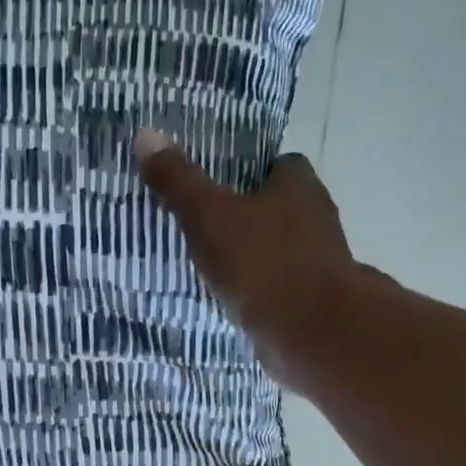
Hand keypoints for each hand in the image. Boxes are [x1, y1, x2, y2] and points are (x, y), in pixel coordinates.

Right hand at [135, 131, 382, 386]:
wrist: (311, 331)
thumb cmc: (261, 262)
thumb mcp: (208, 216)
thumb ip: (178, 181)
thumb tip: (146, 135)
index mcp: (298, 185)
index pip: (279, 166)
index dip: (250, 174)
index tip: (220, 188)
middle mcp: (317, 217)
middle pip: (281, 208)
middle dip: (250, 217)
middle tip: (208, 229)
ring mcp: (319, 262)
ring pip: (281, 250)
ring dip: (255, 258)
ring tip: (214, 269)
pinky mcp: (314, 301)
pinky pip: (280, 288)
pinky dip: (260, 293)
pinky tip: (234, 303)